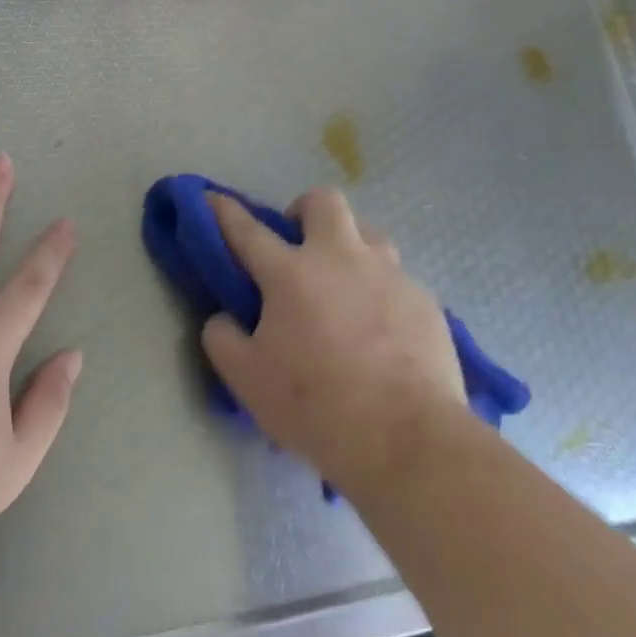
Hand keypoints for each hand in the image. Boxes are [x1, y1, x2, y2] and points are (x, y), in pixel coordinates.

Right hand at [202, 189, 466, 499]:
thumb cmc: (317, 407)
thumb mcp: (247, 380)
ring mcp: (389, 274)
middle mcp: (341, 258)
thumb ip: (223, 339)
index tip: (211, 198)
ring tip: (342, 286)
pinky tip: (380, 329)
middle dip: (303, 211)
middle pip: (323, 201)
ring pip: (367, 233)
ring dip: (348, 246)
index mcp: (291, 274)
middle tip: (297, 248)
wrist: (407, 439)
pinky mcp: (424, 299)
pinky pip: (396, 278)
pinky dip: (380, 291)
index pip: (246, 229)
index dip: (223, 211)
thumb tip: (224, 317)